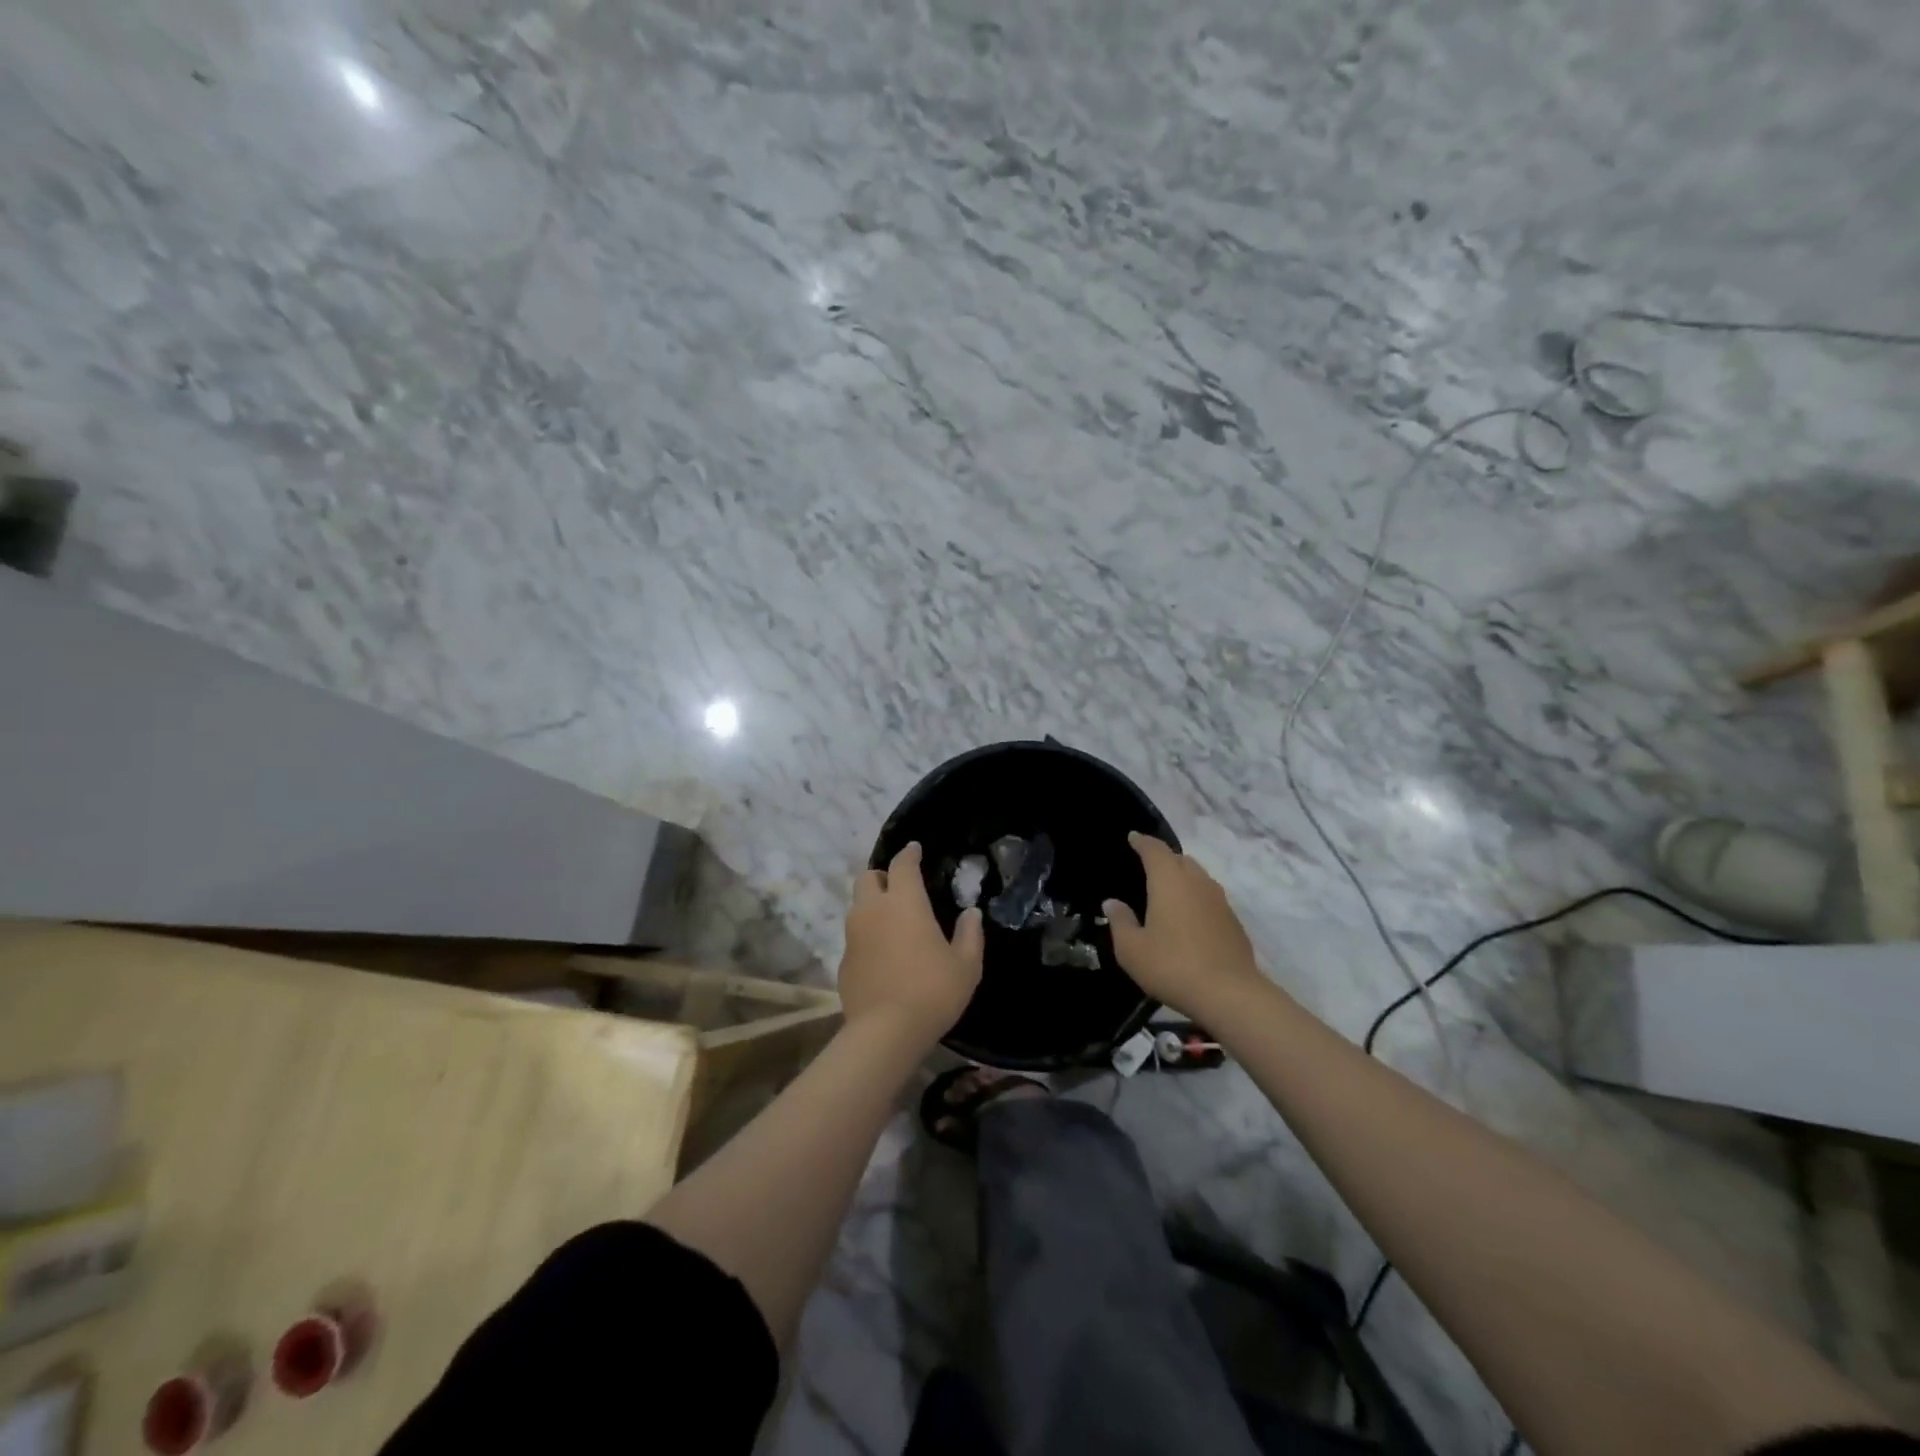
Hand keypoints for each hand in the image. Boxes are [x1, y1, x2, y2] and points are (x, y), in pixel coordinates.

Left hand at [840, 843, 984, 1047]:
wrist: (885, 1032)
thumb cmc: (932, 991)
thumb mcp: (966, 965)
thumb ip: (970, 934)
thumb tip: (971, 913)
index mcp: (904, 903)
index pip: (902, 865)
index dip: (909, 854)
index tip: (915, 849)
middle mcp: (873, 910)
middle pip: (867, 877)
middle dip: (883, 876)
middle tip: (900, 888)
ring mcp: (853, 935)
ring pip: (857, 906)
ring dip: (873, 905)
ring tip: (893, 922)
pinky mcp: (844, 961)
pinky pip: (855, 937)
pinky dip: (867, 936)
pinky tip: (883, 955)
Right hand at [1105, 832, 1264, 1017]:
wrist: (1230, 994)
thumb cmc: (1172, 966)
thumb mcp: (1132, 949)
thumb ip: (1120, 921)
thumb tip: (1112, 903)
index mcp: (1169, 881)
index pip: (1155, 849)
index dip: (1142, 842)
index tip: (1133, 838)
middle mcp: (1197, 882)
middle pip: (1180, 859)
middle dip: (1163, 858)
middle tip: (1147, 868)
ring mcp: (1220, 900)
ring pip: (1198, 877)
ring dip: (1182, 878)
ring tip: (1167, 893)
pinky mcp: (1233, 921)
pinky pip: (1209, 898)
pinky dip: (1196, 899)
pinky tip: (1188, 919)